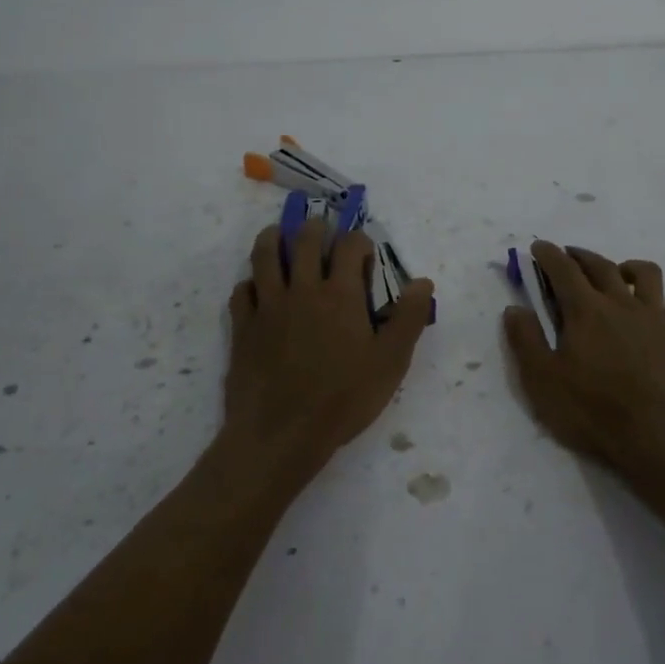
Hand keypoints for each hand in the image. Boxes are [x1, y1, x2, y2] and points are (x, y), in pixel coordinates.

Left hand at [223, 218, 435, 481]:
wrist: (280, 435)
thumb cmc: (343, 399)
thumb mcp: (390, 362)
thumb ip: (408, 318)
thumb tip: (423, 281)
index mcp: (339, 294)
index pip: (350, 245)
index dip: (359, 241)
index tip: (365, 253)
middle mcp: (302, 289)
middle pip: (304, 240)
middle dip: (316, 228)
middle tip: (321, 231)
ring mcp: (268, 306)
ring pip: (265, 255)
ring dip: (274, 238)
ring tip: (280, 235)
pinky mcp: (243, 327)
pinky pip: (241, 291)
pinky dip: (249, 282)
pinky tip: (256, 288)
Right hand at [503, 242, 664, 476]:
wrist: (658, 439)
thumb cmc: (593, 412)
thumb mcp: (542, 381)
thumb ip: (526, 340)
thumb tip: (514, 308)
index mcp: (586, 311)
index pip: (563, 269)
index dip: (549, 254)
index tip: (539, 246)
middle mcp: (621, 304)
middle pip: (601, 265)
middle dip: (581, 255)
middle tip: (569, 256)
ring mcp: (656, 320)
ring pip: (647, 275)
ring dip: (630, 267)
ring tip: (620, 275)